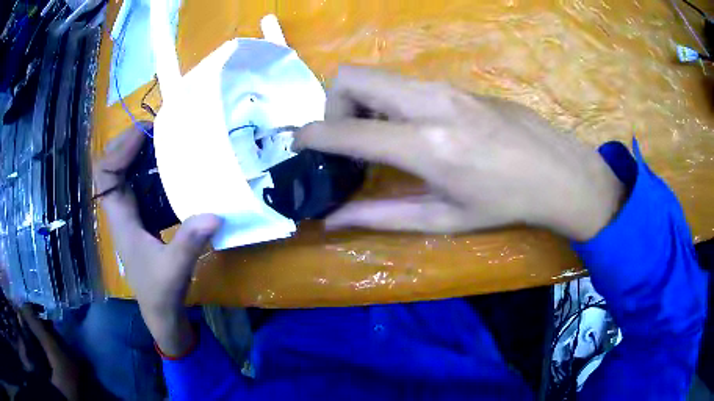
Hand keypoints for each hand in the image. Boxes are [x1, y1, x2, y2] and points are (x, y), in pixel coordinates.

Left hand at [93, 122, 220, 354]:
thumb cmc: (160, 292)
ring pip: (125, 173)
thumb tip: (214, 214)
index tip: (143, 134)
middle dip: (128, 143)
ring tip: (162, 138)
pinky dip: (148, 168)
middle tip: (155, 129)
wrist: (160, 311)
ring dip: (138, 153)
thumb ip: (189, 243)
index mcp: (120, 218)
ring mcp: (130, 213)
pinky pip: (138, 184)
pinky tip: (168, 165)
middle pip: (112, 166)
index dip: (119, 150)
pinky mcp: (141, 218)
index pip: (105, 174)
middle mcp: (121, 210)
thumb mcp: (174, 270)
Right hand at [295, 67, 623, 240]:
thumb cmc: (506, 204)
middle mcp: (429, 103)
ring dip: (362, 103)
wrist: (558, 172)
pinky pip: (404, 83)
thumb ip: (380, 216)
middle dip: (333, 105)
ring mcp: (445, 87)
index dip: (312, 134)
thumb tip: (332, 220)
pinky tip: (410, 129)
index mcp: (426, 145)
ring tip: (378, 139)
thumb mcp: (443, 218)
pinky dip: (388, 101)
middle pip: (352, 76)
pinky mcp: (457, 84)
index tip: (297, 142)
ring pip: (377, 75)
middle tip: (347, 140)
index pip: (347, 130)